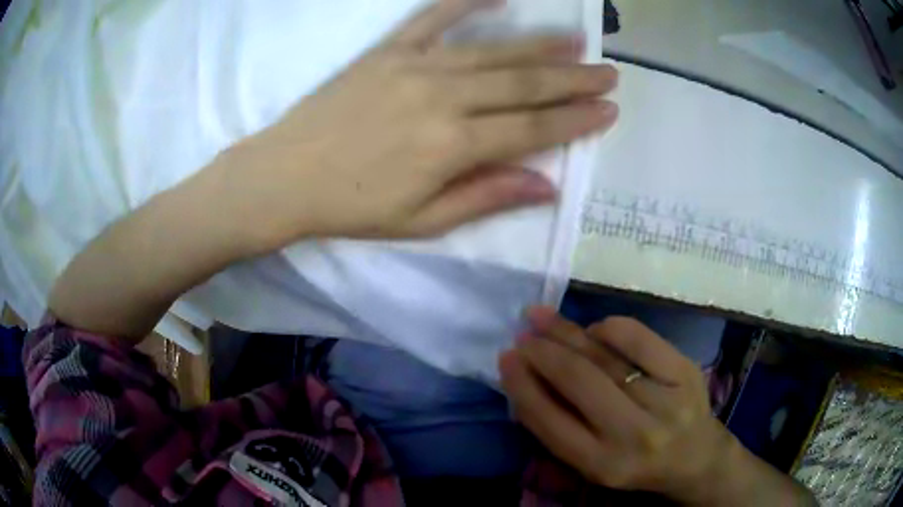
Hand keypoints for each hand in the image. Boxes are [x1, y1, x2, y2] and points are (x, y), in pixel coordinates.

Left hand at [220, 0, 617, 247]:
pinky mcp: (387, 51)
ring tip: (577, 39)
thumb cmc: (351, 207)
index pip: (533, 128)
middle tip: (608, 73)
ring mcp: (415, 66)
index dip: (575, 120)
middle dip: (573, 79)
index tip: (608, 110)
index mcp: (453, 146)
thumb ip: (486, 197)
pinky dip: (467, 2)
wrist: (284, 176)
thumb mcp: (422, 221)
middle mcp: (443, 97)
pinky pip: (433, 17)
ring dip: (541, 44)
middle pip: (523, 83)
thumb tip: (547, 187)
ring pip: (492, 50)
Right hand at [500, 308, 728, 501]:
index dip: (522, 385)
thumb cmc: (635, 463)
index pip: (550, 420)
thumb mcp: (593, 463)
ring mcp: (664, 400)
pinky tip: (595, 328)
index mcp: (602, 464)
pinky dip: (611, 327)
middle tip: (522, 334)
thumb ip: (559, 429)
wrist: (695, 457)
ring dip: (568, 333)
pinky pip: (640, 339)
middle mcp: (634, 434)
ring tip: (543, 317)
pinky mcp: (685, 372)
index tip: (505, 359)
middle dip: (542, 352)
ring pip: (607, 356)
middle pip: (579, 381)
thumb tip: (525, 379)